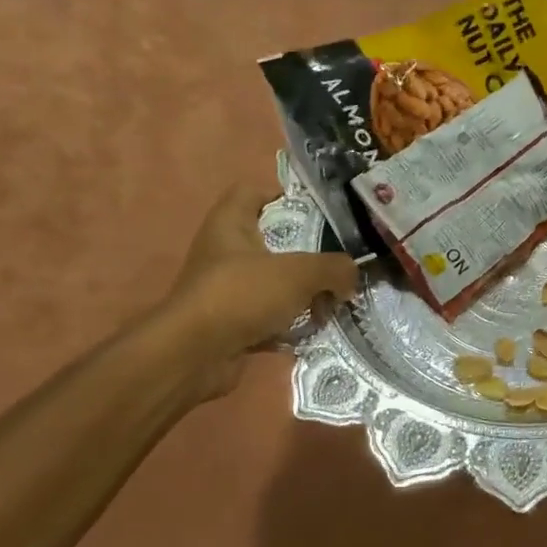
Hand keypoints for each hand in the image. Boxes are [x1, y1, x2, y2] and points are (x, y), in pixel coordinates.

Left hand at [156, 183, 358, 400]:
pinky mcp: (233, 323)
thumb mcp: (299, 273)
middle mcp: (225, 252)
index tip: (321, 212)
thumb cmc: (242, 295)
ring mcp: (228, 290)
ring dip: (305, 294)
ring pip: (276, 283)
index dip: (285, 195)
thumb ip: (334, 268)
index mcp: (231, 223)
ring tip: (335, 303)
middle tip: (340, 264)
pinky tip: (316, 331)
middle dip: (309, 254)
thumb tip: (351, 276)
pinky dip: (292, 324)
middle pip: (274, 242)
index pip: (254, 191)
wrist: (195, 355)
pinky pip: (271, 317)